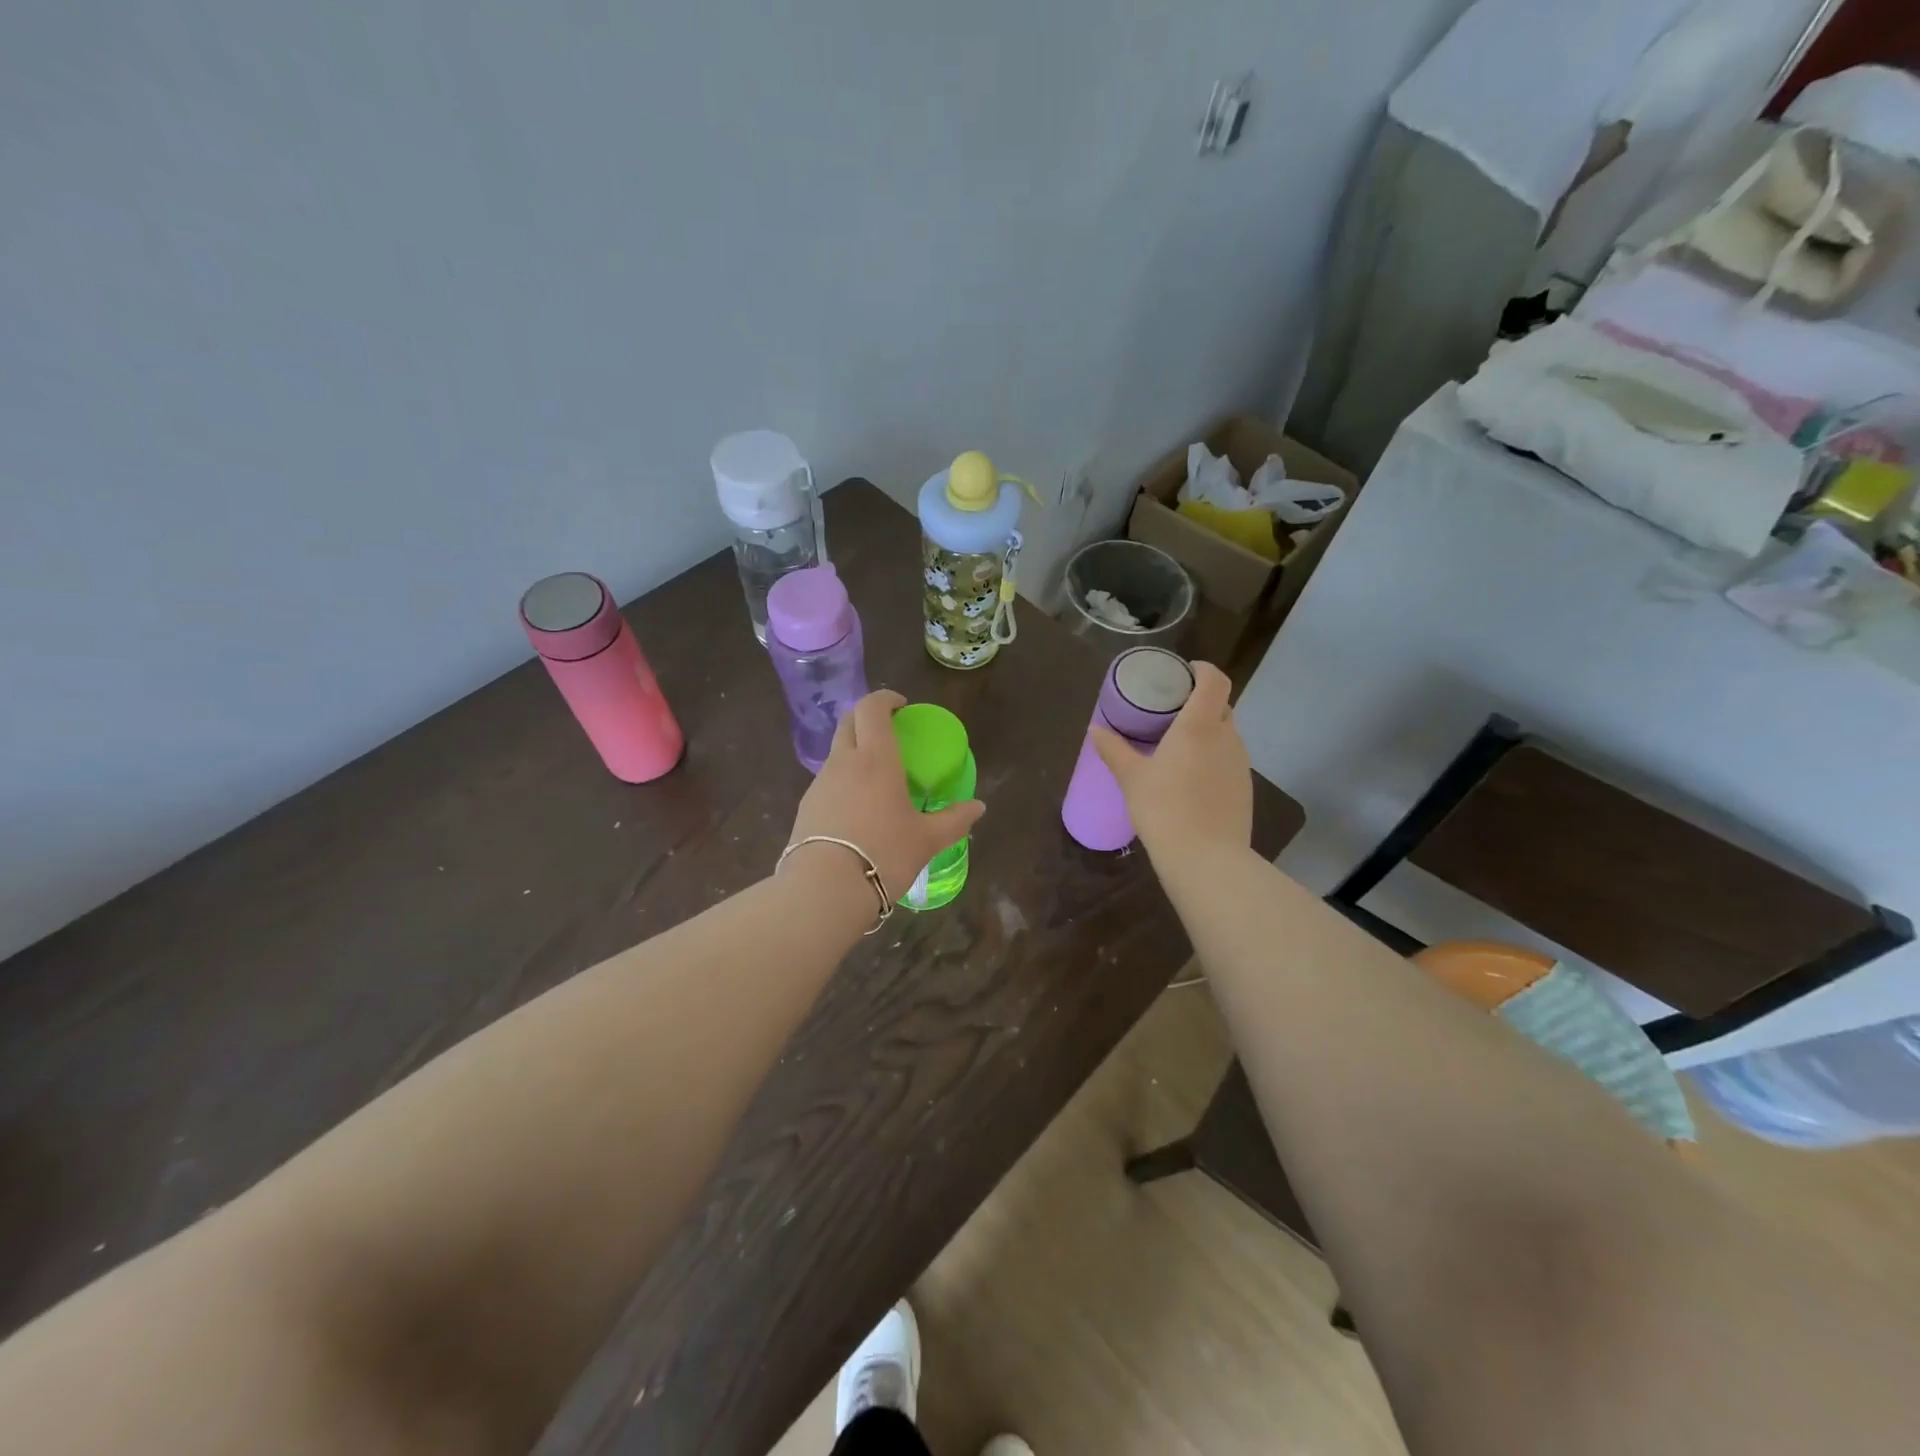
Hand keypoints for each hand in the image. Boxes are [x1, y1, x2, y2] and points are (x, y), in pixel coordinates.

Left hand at [786, 690, 984, 901]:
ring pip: (836, 752)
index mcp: (876, 759)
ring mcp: (820, 783)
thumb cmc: (884, 854)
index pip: (872, 708)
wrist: (824, 890)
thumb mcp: (927, 840)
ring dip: (854, 751)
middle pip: (849, 721)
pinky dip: (843, 781)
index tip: (901, 707)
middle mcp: (844, 762)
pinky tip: (856, 809)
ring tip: (876, 778)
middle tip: (889, 732)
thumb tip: (978, 807)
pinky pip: (827, 781)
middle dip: (867, 718)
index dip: (885, 699)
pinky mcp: (805, 807)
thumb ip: (954, 820)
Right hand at [1091, 661, 1250, 859]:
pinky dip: (1213, 757)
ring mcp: (1241, 763)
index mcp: (1200, 725)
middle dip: (1201, 702)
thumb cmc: (1164, 808)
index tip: (1184, 673)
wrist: (1206, 859)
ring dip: (1207, 732)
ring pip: (1226, 734)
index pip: (1215, 681)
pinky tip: (1191, 778)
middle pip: (1222, 706)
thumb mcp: (1131, 778)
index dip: (1203, 670)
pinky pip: (1229, 759)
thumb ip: (1113, 749)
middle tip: (1172, 711)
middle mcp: (1227, 737)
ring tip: (1178, 746)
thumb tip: (1094, 730)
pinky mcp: (1245, 787)